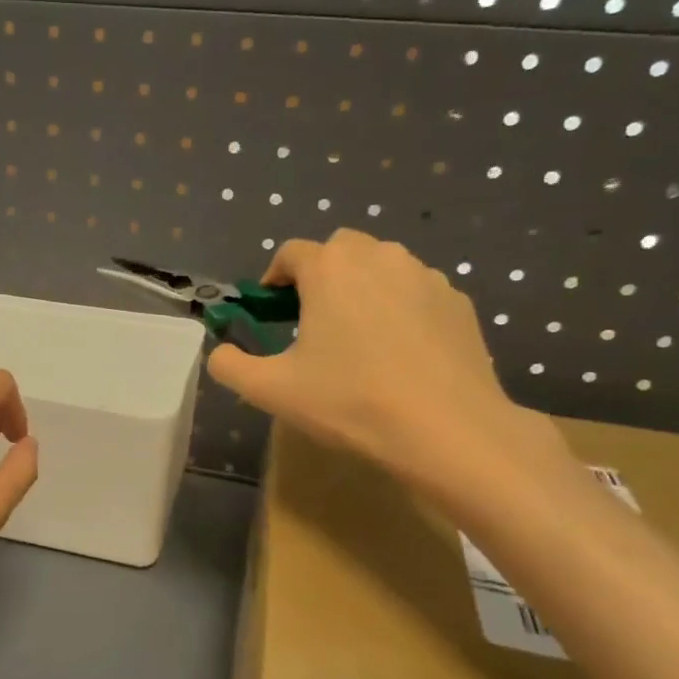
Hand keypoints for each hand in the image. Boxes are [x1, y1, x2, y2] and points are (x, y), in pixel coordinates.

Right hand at [208, 229, 554, 487]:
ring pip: (383, 266)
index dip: (274, 278)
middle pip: (340, 250)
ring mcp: (426, 276)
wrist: (446, 429)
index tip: (271, 310)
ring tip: (359, 337)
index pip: (291, 253)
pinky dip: (401, 308)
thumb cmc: (349, 401)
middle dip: (321, 275)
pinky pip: (417, 292)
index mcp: (329, 268)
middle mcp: (379, 256)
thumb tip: (220, 353)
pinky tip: (400, 353)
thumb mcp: (270, 390)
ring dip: (363, 287)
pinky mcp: (459, 301)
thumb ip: (230, 366)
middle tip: (313, 320)